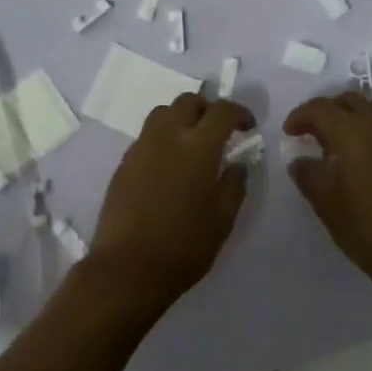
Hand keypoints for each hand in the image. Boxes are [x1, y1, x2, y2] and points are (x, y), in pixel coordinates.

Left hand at [86, 94, 254, 318]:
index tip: (248, 126)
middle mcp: (167, 136)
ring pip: (163, 113)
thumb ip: (234, 184)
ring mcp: (141, 148)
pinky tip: (169, 165)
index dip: (239, 112)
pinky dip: (163, 138)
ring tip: (192, 143)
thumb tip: (237, 164)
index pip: (221, 110)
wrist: (127, 268)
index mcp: (198, 146)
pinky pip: (147, 136)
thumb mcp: (223, 219)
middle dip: (208, 109)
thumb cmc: (184, 246)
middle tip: (219, 130)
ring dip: (182, 118)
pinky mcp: (123, 163)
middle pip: (188, 102)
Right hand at [282, 93, 371, 290]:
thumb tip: (300, 160)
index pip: (320, 108)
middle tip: (312, 133)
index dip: (300, 116)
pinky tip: (363, 154)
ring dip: (353, 114)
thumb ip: (308, 174)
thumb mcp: (325, 202)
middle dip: (326, 111)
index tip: (289, 132)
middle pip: (348, 99)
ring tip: (340, 138)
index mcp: (352, 131)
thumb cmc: (365, 226)